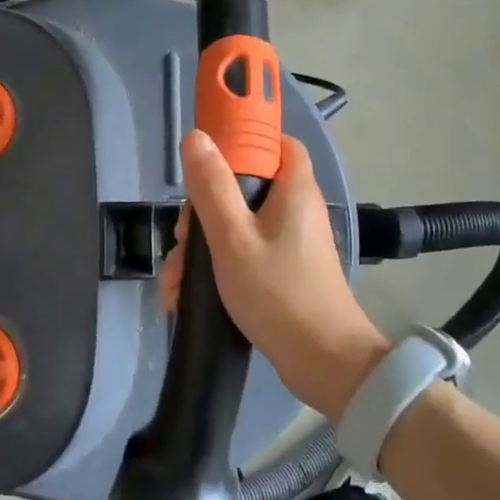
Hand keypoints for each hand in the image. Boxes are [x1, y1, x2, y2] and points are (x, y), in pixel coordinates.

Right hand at [160, 130, 388, 420]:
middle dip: (202, 212)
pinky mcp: (283, 269)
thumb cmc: (278, 293)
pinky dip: (217, 267)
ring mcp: (290, 241)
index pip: (274, 141)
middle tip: (183, 240)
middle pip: (243, 187)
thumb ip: (212, 186)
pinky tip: (185, 296)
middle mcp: (295, 208)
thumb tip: (197, 136)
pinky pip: (244, 252)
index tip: (205, 163)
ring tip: (176, 283)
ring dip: (201, 249)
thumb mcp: (233, 238)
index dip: (240, 142)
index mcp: (293, 188)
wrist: (323, 363)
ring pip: (236, 224)